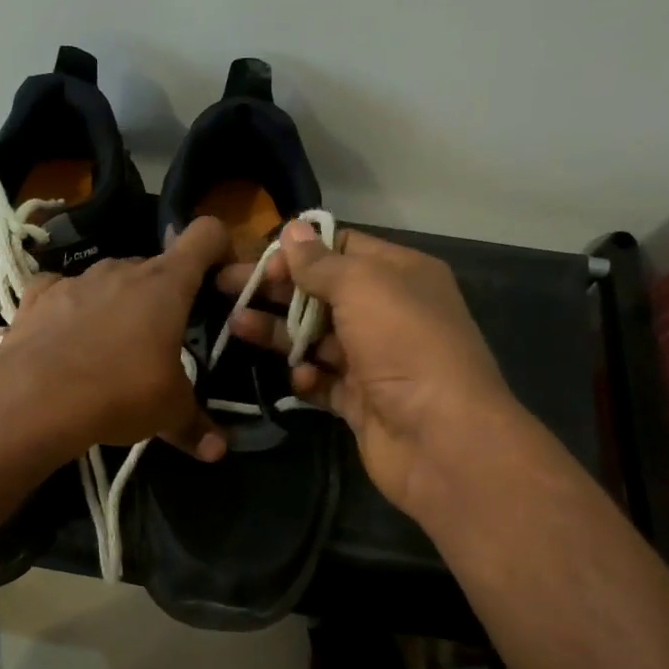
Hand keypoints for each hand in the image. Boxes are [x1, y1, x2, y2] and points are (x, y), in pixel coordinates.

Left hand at [0, 216, 230, 463]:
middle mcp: (122, 269)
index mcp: (166, 284)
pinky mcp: (37, 295)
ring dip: (117, 303)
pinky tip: (64, 337)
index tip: (220, 280)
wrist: (33, 398)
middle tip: (164, 338)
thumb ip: (196, 426)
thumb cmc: (119, 392)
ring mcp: (76, 279)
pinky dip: (68, 307)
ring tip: (111, 348)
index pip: (206, 235)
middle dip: (164, 295)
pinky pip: (61, 291)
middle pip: (155, 267)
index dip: (220, 248)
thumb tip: (218, 451)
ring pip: (109, 280)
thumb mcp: (168, 412)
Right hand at [220, 221, 522, 517]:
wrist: (441, 438)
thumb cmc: (404, 345)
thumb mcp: (362, 287)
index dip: (298, 251)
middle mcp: (390, 313)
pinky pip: (324, 381)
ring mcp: (375, 360)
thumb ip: (321, 261)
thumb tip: (292, 231)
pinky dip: (307, 377)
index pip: (342, 249)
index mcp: (400, 275)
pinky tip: (298, 378)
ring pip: (316, 338)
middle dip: (276, 290)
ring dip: (279, 332)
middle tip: (226, 287)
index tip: (257, 260)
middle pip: (321, 293)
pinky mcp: (361, 401)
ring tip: (237, 327)